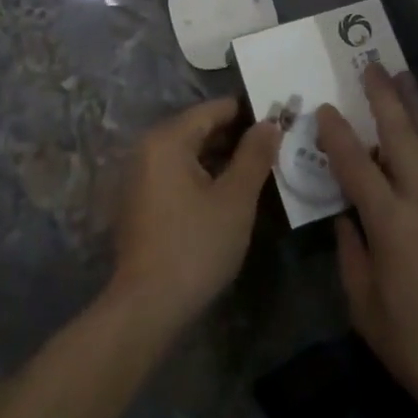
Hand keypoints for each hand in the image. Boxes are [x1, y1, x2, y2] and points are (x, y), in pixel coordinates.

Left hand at [109, 97, 280, 333]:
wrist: (147, 307)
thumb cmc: (195, 246)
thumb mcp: (235, 199)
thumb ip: (255, 155)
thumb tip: (269, 123)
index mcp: (167, 139)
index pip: (212, 110)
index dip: (247, 112)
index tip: (278, 119)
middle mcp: (147, 148)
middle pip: (198, 129)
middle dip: (235, 136)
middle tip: (273, 146)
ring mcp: (139, 176)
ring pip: (188, 153)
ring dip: (220, 157)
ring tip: (257, 168)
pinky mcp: (139, 201)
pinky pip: (176, 173)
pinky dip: (202, 175)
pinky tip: (228, 192)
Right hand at [317, 67, 417, 417]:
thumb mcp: (367, 310)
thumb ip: (351, 257)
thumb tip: (347, 220)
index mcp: (391, 223)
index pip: (356, 166)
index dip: (337, 134)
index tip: (323, 108)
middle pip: (402, 136)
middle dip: (384, 98)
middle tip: (372, 66)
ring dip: (416, 107)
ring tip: (404, 78)